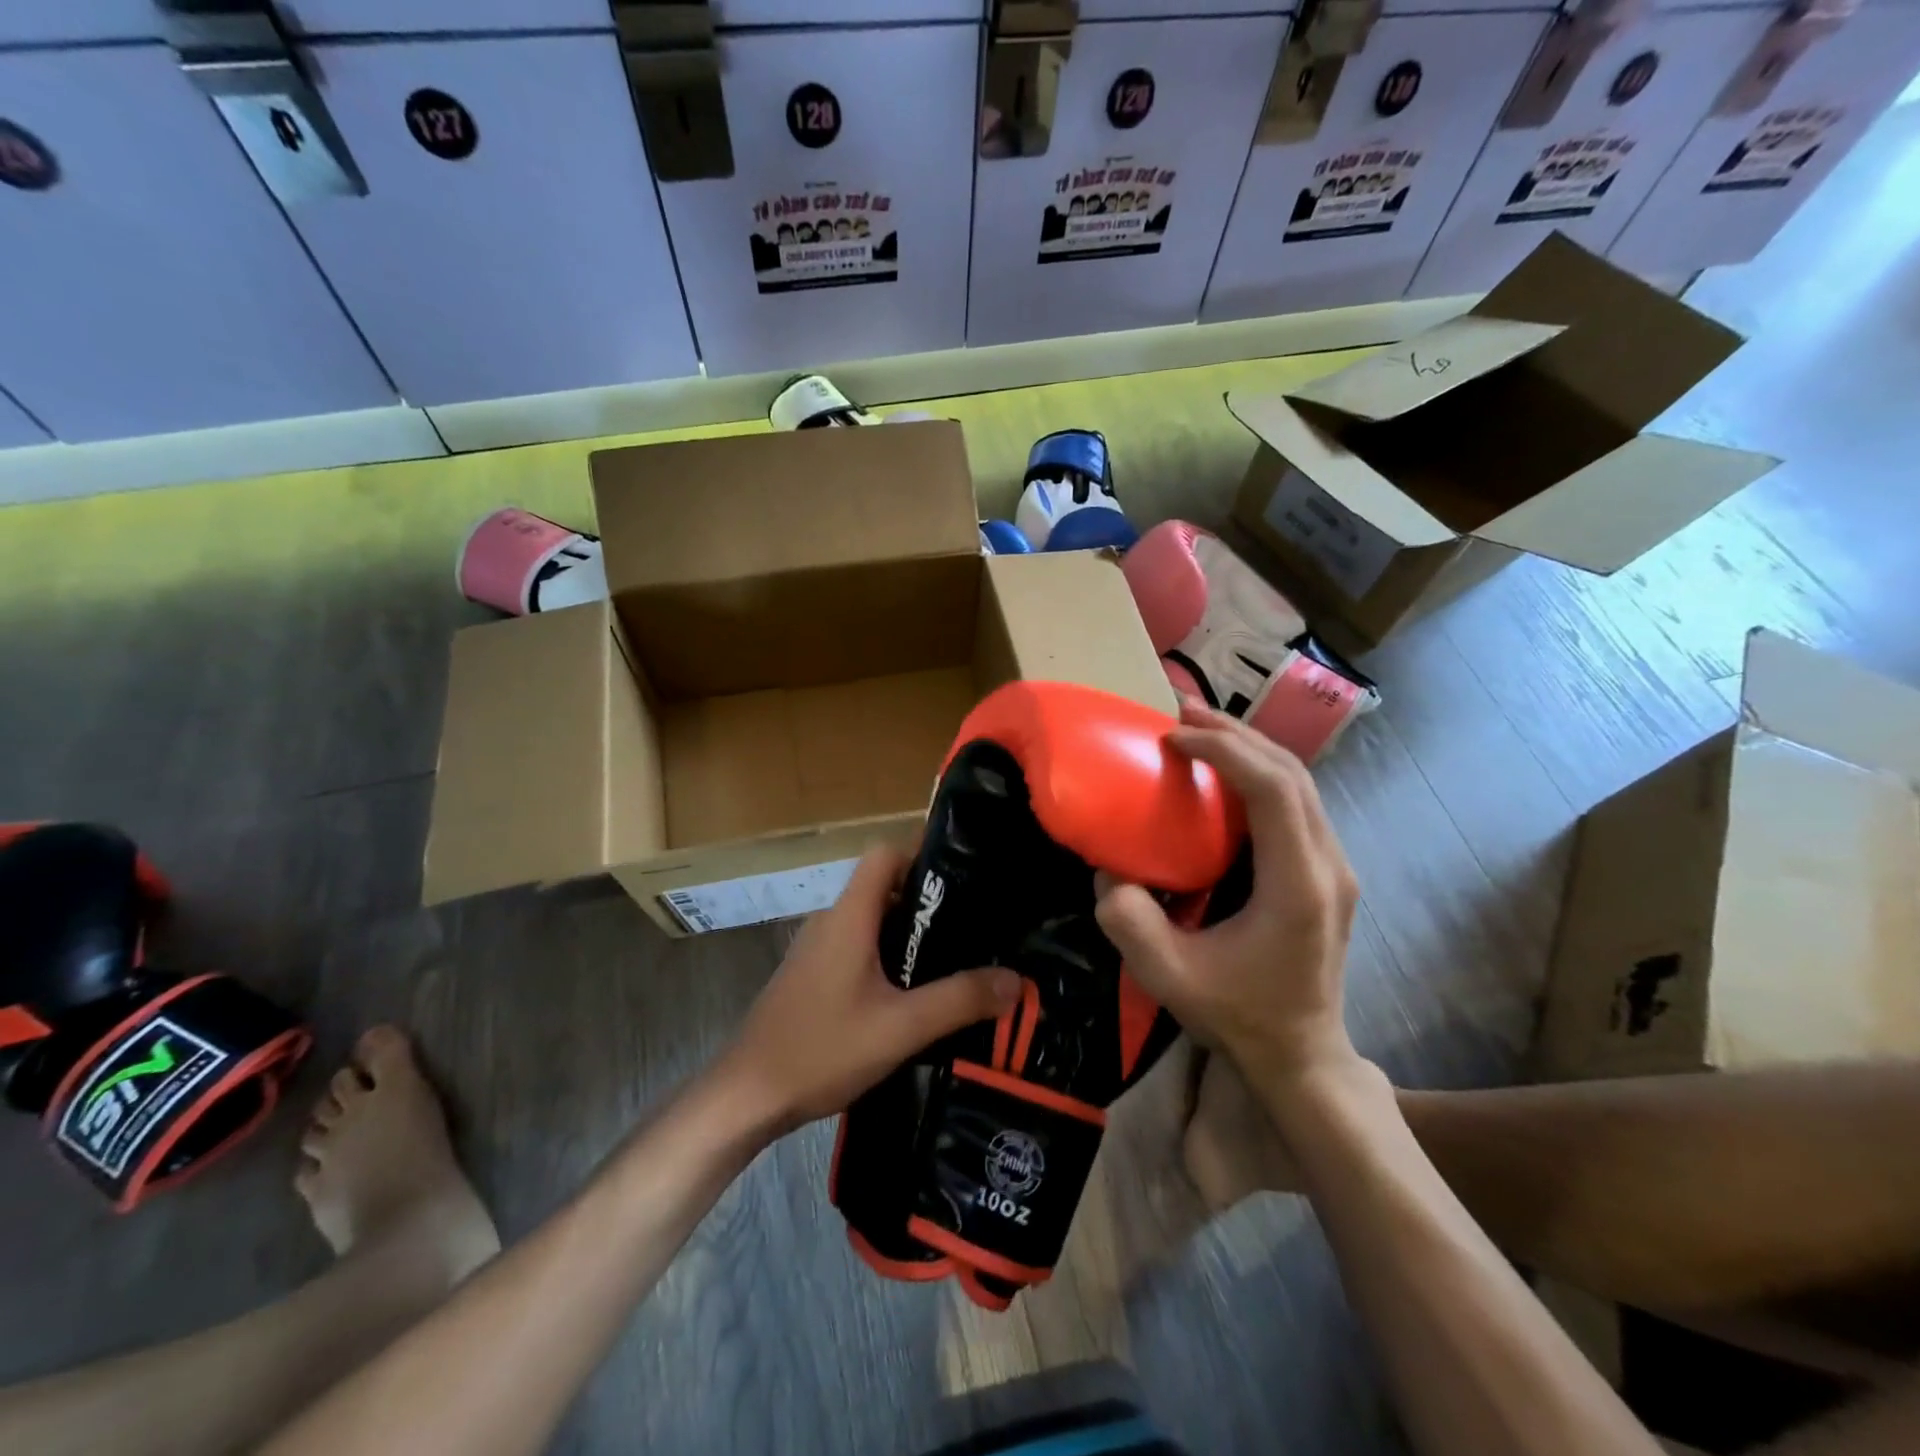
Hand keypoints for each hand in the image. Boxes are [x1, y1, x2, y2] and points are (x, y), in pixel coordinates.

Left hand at [722, 844, 1021, 1134]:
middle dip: (927, 900)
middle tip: (974, 922)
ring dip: (908, 933)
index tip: (965, 875)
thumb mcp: (901, 1027)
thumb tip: (1016, 981)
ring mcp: (817, 950)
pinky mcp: (812, 976)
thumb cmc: (822, 1049)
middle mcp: (831, 922)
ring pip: (871, 921)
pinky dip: (887, 956)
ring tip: (954, 957)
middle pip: (883, 887)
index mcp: (849, 917)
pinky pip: (857, 948)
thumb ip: (960, 1000)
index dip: (923, 853)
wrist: (747, 1096)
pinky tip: (912, 994)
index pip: (885, 854)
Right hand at [1096, 700, 1360, 1080]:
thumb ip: (1129, 922)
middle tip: (1180, 712)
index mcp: (1298, 885)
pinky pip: (1297, 801)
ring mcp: (1336, 866)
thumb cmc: (1238, 1014)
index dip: (1224, 751)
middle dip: (1235, 733)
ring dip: (1249, 747)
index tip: (1172, 738)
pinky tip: (1223, 772)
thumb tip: (1108, 869)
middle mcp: (1329, 864)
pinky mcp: (1328, 870)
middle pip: (1292, 772)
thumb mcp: (1169, 977)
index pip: (1273, 790)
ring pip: (1300, 781)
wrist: (1301, 1054)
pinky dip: (1259, 772)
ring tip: (1199, 728)